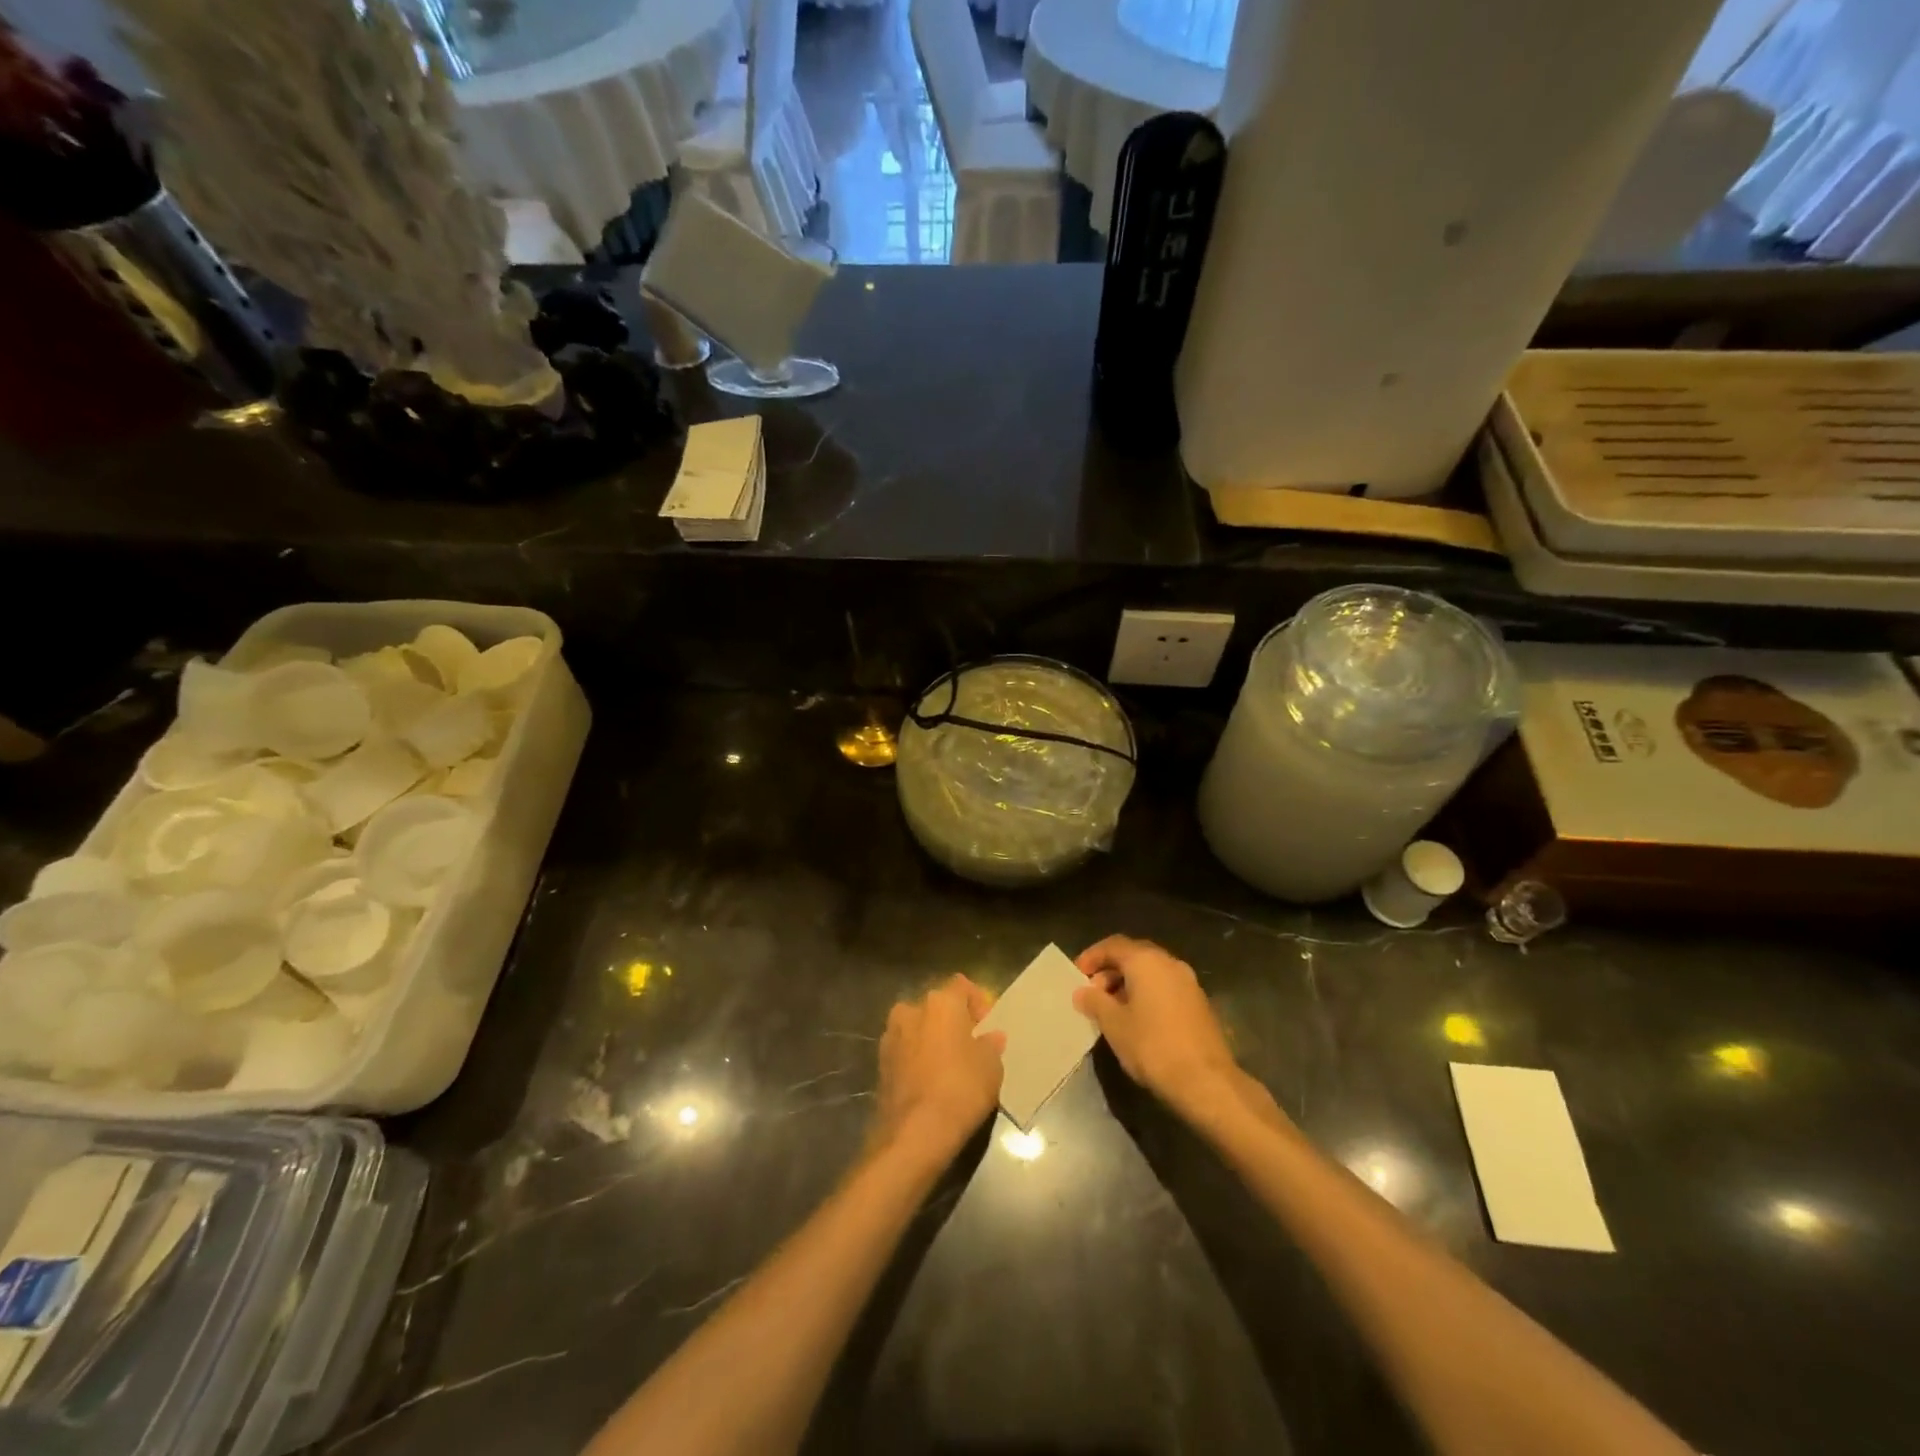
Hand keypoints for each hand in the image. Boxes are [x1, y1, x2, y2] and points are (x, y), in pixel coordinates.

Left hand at [870, 974, 1004, 1163]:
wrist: (915, 1132)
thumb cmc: (961, 1089)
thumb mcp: (991, 1066)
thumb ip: (991, 1045)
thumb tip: (990, 1037)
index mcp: (941, 1002)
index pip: (962, 985)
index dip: (978, 1003)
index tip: (987, 1028)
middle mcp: (911, 1009)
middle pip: (937, 1006)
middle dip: (952, 1021)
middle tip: (969, 1047)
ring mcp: (891, 1036)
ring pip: (917, 1028)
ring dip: (931, 1039)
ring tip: (948, 1067)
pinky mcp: (880, 1063)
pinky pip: (905, 1051)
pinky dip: (916, 1059)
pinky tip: (929, 1082)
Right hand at [1074, 936, 1243, 1122]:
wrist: (1206, 1082)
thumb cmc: (1152, 1046)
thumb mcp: (1114, 1024)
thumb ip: (1095, 1001)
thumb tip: (1082, 991)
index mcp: (1146, 961)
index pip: (1113, 945)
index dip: (1091, 957)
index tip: (1076, 976)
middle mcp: (1170, 963)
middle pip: (1133, 955)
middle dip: (1110, 970)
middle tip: (1092, 992)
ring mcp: (1188, 982)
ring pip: (1151, 972)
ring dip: (1128, 983)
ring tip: (1112, 1009)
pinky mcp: (1199, 1003)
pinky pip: (1165, 987)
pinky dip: (1147, 994)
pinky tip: (1137, 1019)